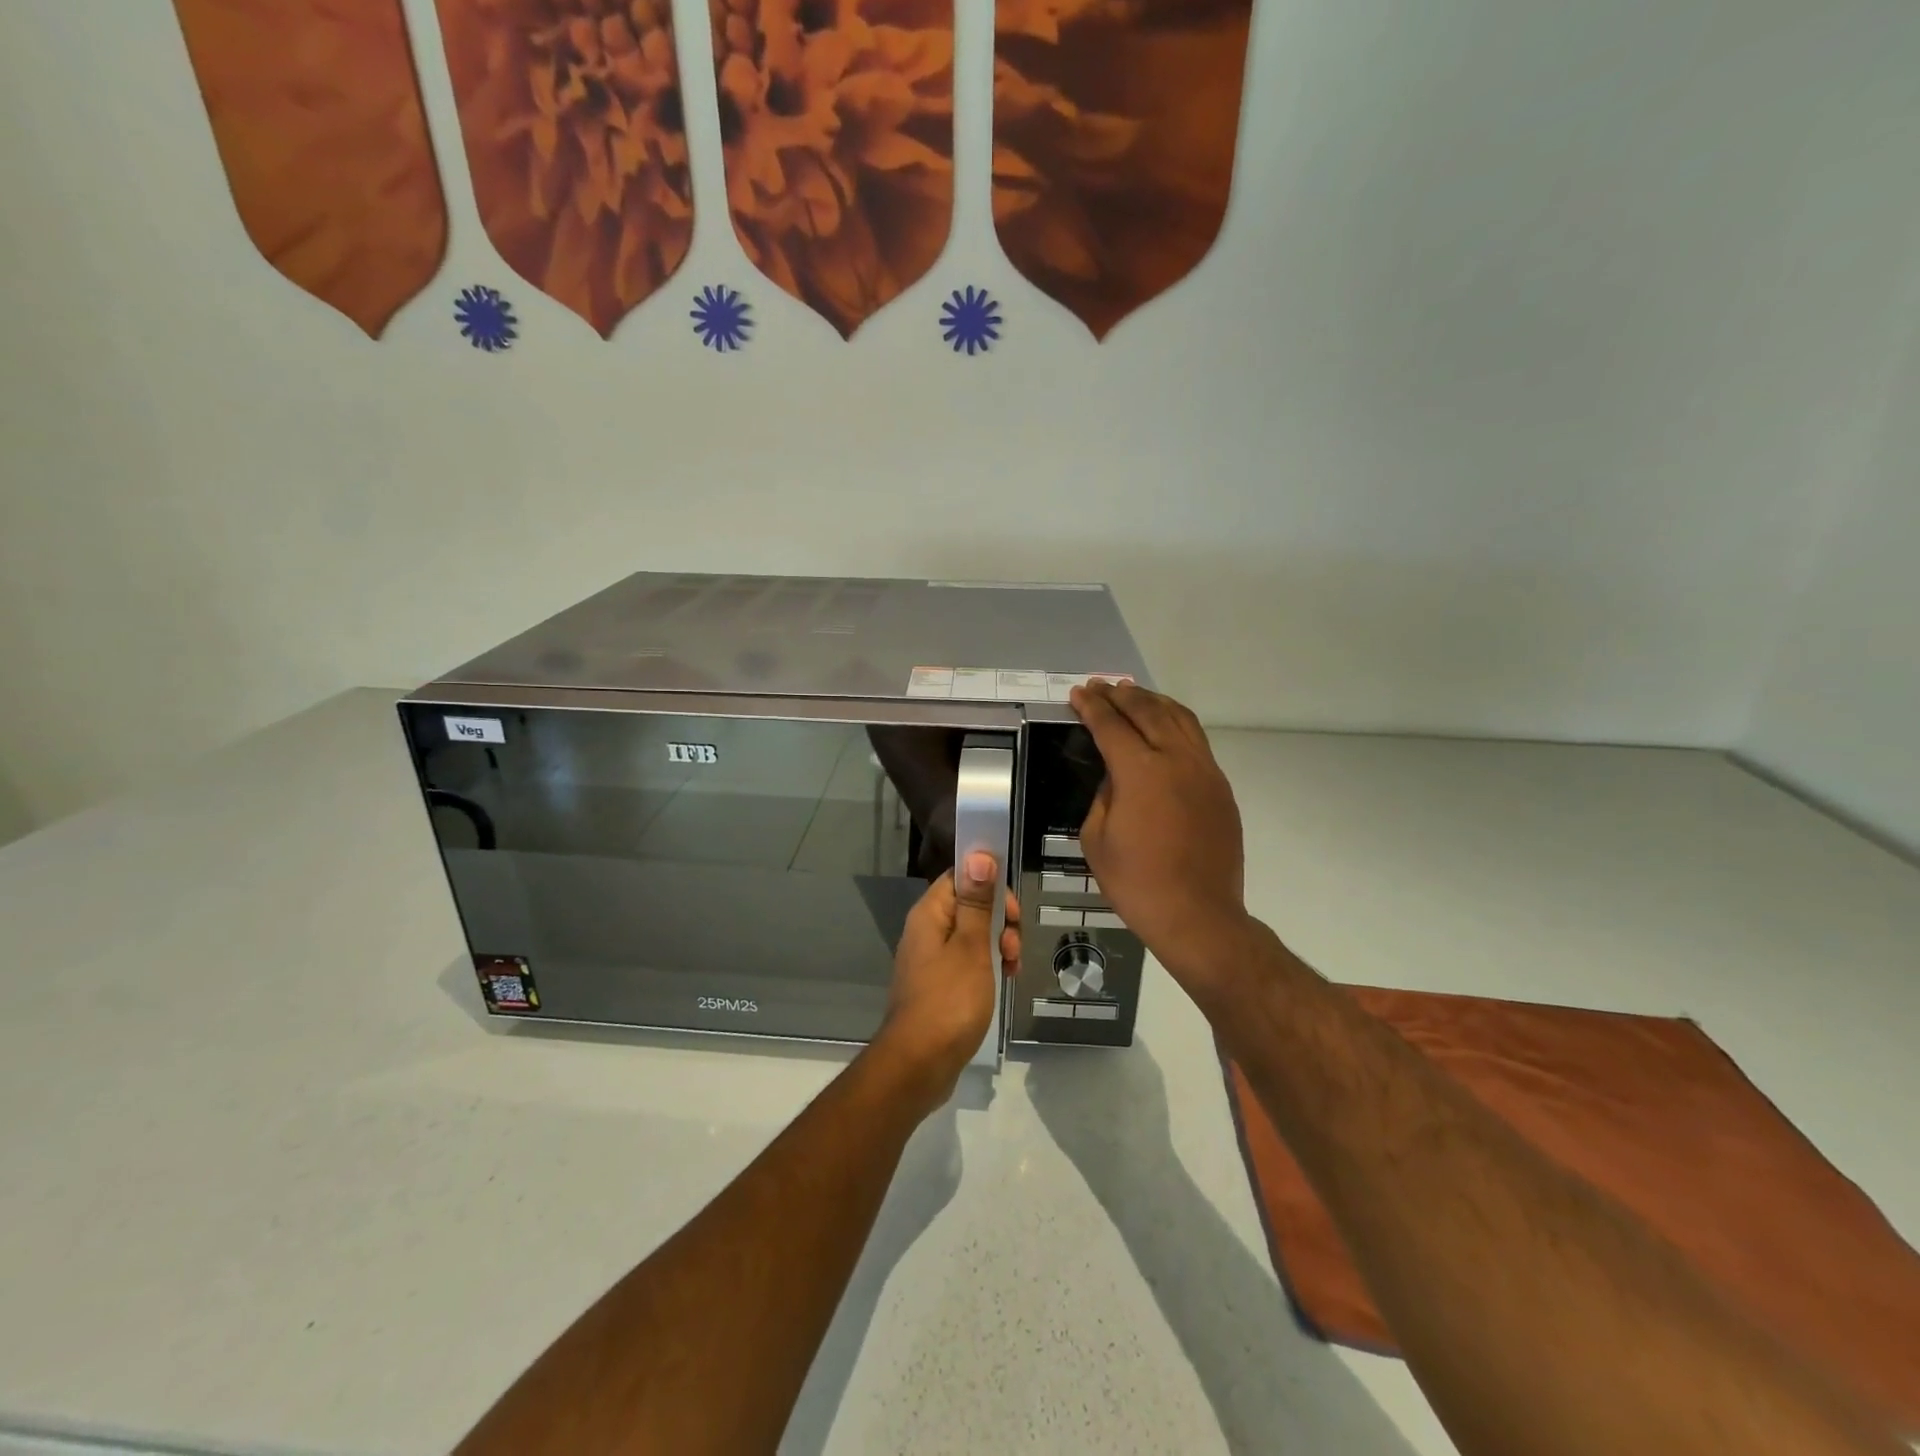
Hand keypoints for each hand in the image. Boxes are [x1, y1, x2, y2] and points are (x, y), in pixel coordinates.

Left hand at [875, 852, 1021, 1104]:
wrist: (918, 1065)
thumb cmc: (948, 1001)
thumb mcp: (971, 947)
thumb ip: (977, 901)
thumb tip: (979, 854)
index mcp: (930, 914)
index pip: (961, 877)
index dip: (990, 885)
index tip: (1012, 911)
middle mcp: (927, 930)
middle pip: (971, 905)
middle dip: (1000, 920)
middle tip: (1012, 946)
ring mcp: (932, 959)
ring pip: (973, 935)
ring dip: (998, 945)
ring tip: (1011, 969)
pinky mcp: (940, 984)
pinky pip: (968, 961)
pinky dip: (988, 966)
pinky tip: (1003, 981)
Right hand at [1069, 682, 1250, 994]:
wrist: (1198, 916)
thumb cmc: (1137, 883)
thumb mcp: (1097, 839)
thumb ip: (1103, 797)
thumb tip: (1115, 778)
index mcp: (1141, 772)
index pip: (1111, 725)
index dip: (1092, 707)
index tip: (1079, 693)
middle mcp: (1177, 760)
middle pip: (1148, 712)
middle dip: (1122, 696)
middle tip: (1102, 686)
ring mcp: (1205, 772)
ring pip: (1181, 719)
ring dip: (1154, 702)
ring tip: (1134, 694)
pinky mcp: (1221, 788)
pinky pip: (1197, 741)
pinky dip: (1177, 724)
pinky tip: (1166, 727)